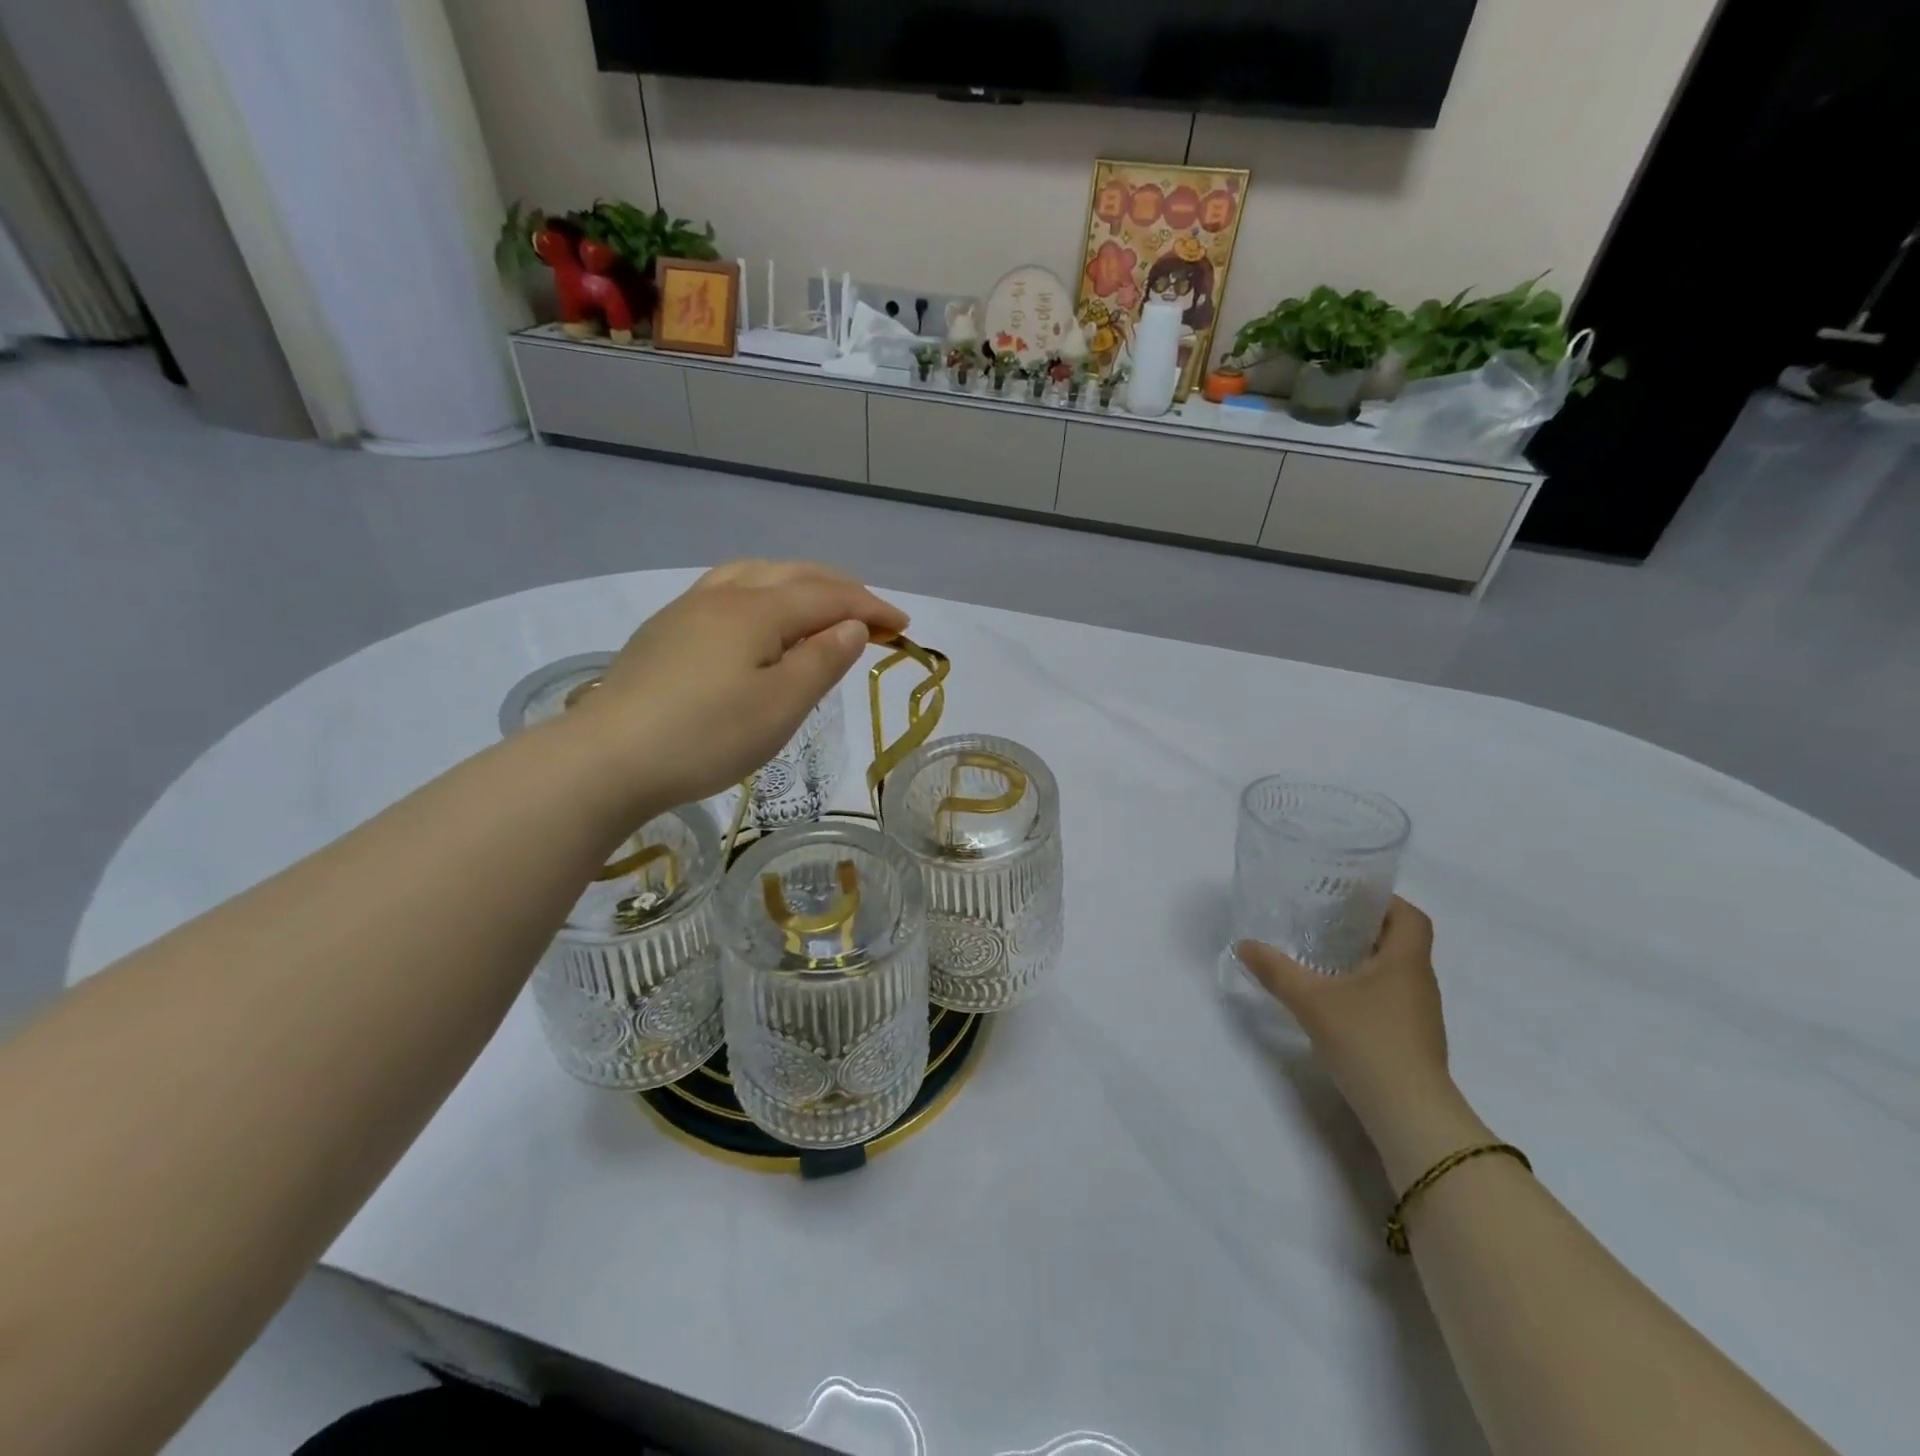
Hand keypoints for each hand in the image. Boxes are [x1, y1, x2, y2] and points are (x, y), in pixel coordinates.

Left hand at [568, 561, 908, 812]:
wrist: (606, 758)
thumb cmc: (706, 737)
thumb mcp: (780, 706)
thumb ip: (822, 660)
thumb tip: (852, 625)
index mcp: (758, 609)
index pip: (829, 596)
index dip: (872, 607)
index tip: (905, 626)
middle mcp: (724, 594)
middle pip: (794, 575)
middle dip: (841, 590)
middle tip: (873, 615)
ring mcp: (688, 608)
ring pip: (757, 575)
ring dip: (800, 584)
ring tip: (821, 606)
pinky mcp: (666, 630)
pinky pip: (729, 590)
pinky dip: (765, 594)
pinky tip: (759, 619)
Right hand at [1236, 898, 1454, 1139]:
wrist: (1408, 1113)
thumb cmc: (1368, 1041)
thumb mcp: (1311, 1000)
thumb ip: (1276, 970)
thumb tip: (1243, 944)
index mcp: (1406, 961)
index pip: (1410, 916)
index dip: (1384, 901)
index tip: (1348, 896)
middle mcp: (1419, 981)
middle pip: (1400, 941)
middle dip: (1364, 928)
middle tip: (1323, 920)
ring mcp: (1419, 1014)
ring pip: (1394, 971)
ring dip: (1364, 959)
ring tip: (1322, 955)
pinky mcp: (1411, 1039)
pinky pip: (1390, 997)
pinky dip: (1365, 988)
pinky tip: (1334, 998)